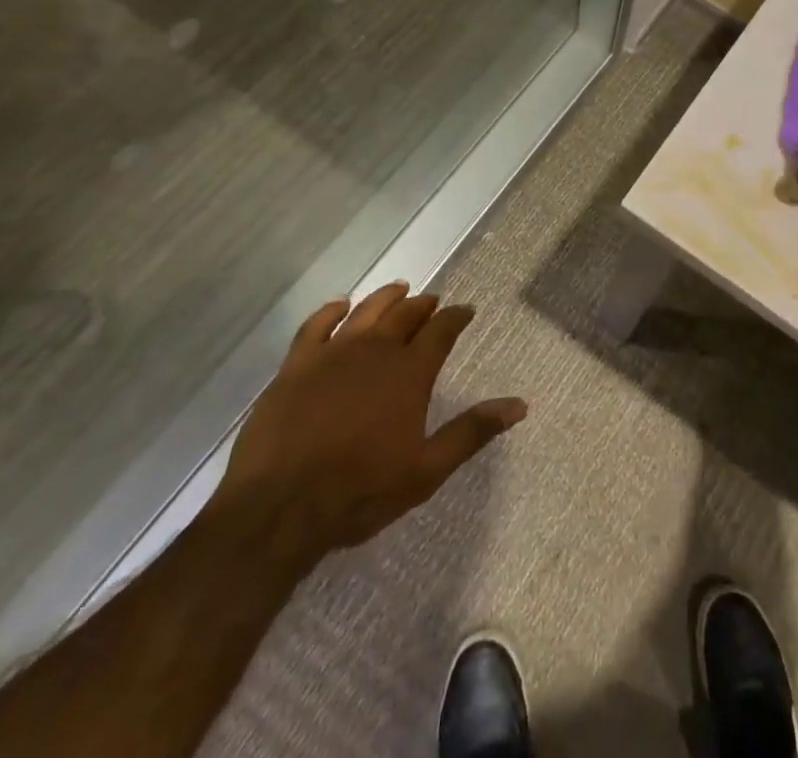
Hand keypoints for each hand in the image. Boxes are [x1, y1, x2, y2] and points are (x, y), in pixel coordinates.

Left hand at [213, 283, 525, 565]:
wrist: (279, 508)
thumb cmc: (360, 491)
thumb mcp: (426, 470)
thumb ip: (471, 431)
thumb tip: (519, 405)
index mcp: (410, 372)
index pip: (441, 330)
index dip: (456, 317)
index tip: (465, 310)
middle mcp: (376, 350)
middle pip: (406, 314)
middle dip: (424, 305)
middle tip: (433, 302)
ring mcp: (333, 353)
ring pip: (367, 311)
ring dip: (386, 297)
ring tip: (399, 289)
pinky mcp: (297, 364)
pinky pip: (316, 324)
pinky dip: (331, 310)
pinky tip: (340, 306)